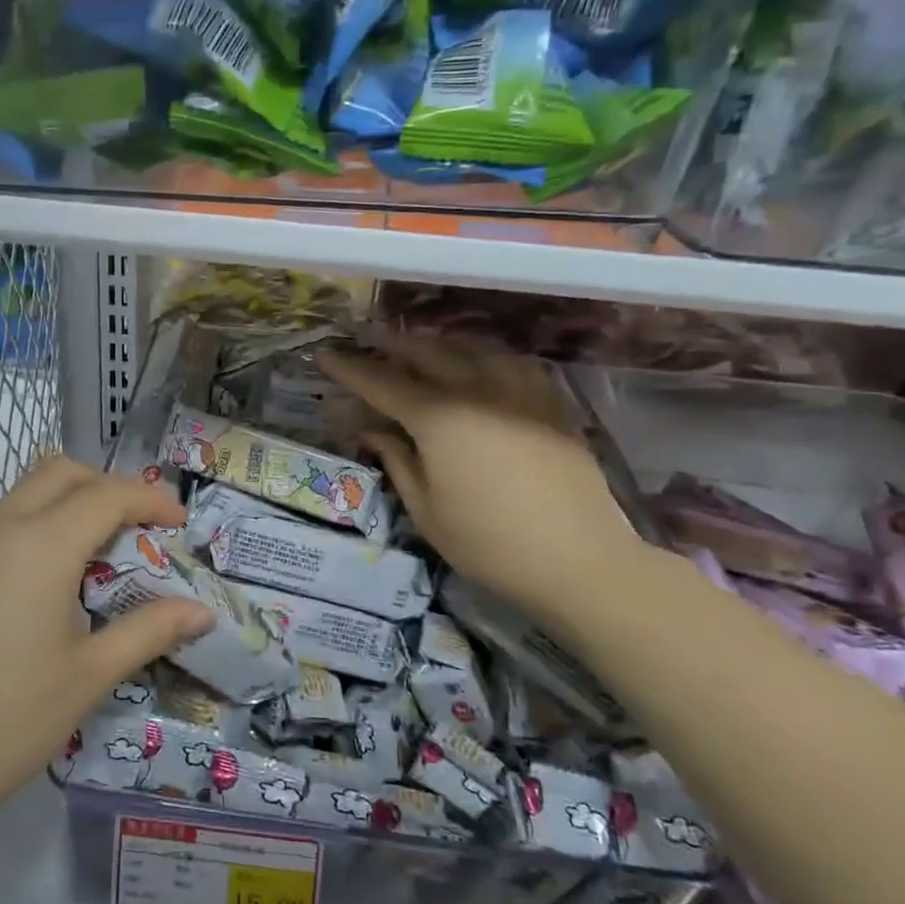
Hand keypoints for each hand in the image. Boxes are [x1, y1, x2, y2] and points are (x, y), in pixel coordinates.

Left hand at [0, 456, 213, 862]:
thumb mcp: (87, 678)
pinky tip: (29, 595)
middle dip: (105, 487)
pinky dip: (25, 534)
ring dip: (61, 509)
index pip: (107, 494)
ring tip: (87, 563)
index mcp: (39, 545)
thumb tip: (203, 612)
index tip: (179, 523)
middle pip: (59, 474)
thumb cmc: (2, 725)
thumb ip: (149, 631)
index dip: (151, 499)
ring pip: (18, 498)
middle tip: (135, 530)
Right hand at [317, 335, 644, 628]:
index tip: (324, 356)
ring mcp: (518, 389)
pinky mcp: (549, 400)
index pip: (381, 381)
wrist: (580, 560)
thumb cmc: (488, 543)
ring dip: (433, 344)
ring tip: (413, 347)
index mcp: (438, 417)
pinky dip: (478, 355)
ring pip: (468, 348)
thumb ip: (394, 458)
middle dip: (389, 346)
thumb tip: (368, 427)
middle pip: (424, 352)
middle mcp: (476, 389)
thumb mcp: (425, 508)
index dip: (349, 368)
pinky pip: (506, 361)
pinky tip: (473, 364)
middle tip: (364, 343)